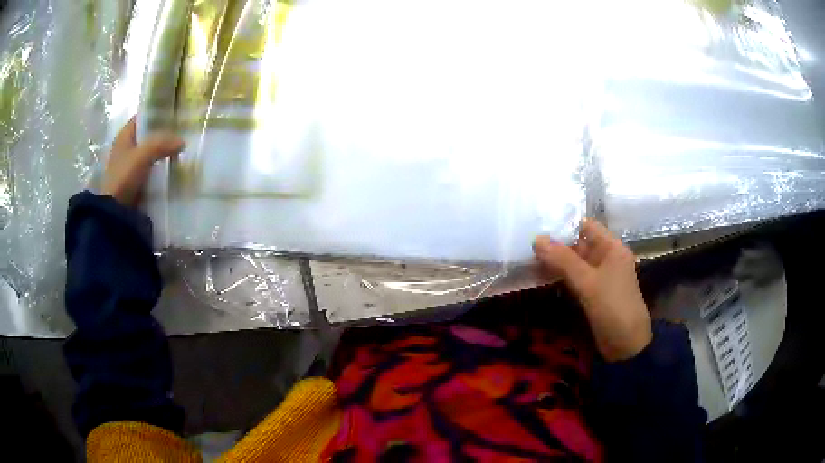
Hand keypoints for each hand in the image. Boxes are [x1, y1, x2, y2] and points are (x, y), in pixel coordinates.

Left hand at [102, 118, 183, 206]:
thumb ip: (161, 143)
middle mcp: (127, 148)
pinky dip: (161, 168)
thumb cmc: (124, 177)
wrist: (115, 213)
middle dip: (163, 134)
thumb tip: (182, 142)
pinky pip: (152, 169)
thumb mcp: (142, 155)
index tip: (175, 114)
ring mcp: (131, 166)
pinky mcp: (136, 181)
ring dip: (164, 152)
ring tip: (181, 151)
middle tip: (182, 132)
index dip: (157, 114)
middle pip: (148, 135)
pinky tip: (173, 168)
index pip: (142, 117)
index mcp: (124, 136)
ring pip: (151, 153)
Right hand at [534, 219, 652, 361]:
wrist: (626, 345)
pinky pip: (574, 278)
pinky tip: (541, 276)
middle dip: (556, 244)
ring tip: (528, 258)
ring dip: (555, 261)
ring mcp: (599, 276)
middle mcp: (606, 258)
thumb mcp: (588, 282)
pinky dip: (560, 276)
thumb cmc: (612, 307)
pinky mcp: (593, 293)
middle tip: (527, 243)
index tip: (538, 225)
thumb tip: (536, 238)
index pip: (586, 226)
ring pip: (574, 262)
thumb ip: (563, 260)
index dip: (565, 224)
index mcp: (612, 247)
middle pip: (579, 243)